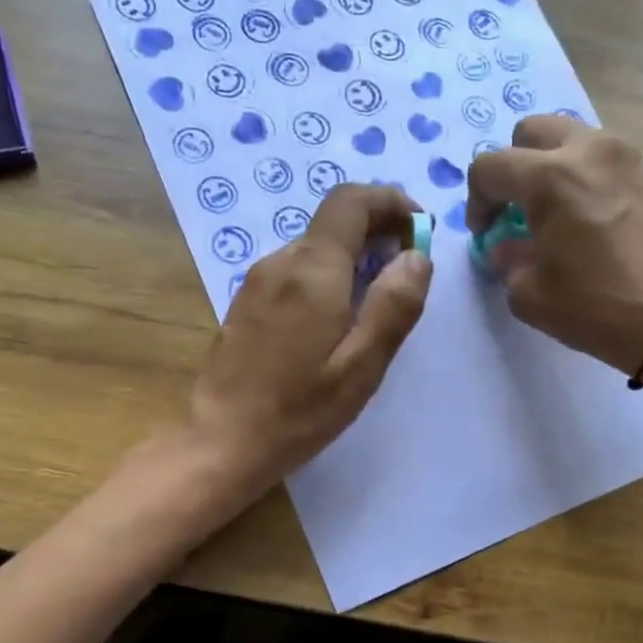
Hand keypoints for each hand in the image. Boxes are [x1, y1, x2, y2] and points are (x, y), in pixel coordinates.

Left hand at [188, 184, 432, 489]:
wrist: (222, 441)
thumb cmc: (299, 410)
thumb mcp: (361, 366)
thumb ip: (393, 306)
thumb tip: (417, 256)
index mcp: (312, 269)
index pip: (352, 201)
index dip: (391, 202)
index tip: (419, 230)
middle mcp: (280, 262)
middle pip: (333, 222)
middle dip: (377, 231)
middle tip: (407, 271)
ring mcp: (257, 281)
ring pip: (314, 247)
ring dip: (352, 257)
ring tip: (377, 301)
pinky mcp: (246, 303)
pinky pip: (295, 271)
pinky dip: (327, 276)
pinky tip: (336, 319)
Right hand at [468, 116, 642, 376]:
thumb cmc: (599, 308)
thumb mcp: (531, 296)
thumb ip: (508, 262)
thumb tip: (508, 247)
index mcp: (551, 178)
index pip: (490, 166)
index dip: (476, 200)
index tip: (486, 233)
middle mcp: (590, 151)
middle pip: (533, 131)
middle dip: (514, 166)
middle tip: (516, 209)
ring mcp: (630, 158)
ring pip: (574, 139)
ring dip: (553, 168)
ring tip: (557, 214)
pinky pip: (607, 162)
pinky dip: (588, 180)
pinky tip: (593, 223)